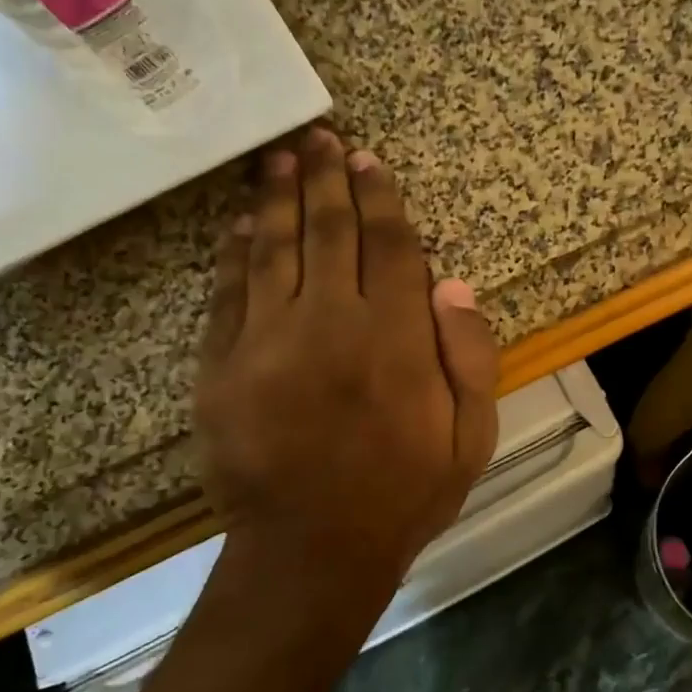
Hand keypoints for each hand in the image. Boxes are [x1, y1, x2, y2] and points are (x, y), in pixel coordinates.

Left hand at [195, 128, 499, 621]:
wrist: (310, 553)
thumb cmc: (402, 496)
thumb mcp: (470, 438)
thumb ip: (470, 356)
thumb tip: (452, 281)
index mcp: (396, 339)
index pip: (390, 246)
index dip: (380, 198)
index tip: (368, 161)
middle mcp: (331, 323)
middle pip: (329, 231)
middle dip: (325, 178)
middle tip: (320, 138)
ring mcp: (267, 340)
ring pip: (275, 248)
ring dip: (278, 197)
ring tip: (279, 158)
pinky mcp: (221, 366)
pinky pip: (228, 292)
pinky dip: (236, 251)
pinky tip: (242, 223)